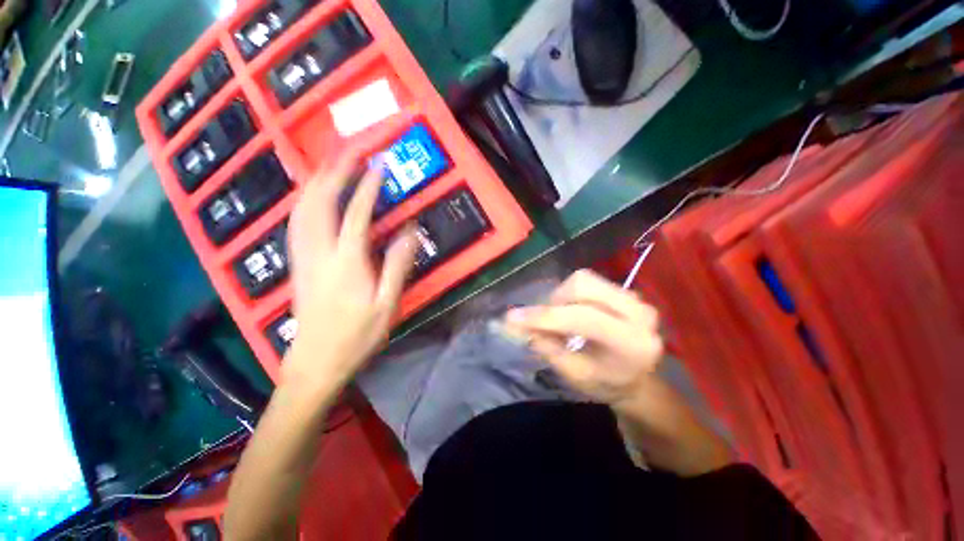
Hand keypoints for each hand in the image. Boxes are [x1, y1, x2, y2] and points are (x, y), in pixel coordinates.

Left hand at [284, 156, 416, 391]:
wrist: (315, 362)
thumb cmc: (356, 336)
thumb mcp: (387, 304)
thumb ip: (398, 265)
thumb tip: (410, 231)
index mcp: (346, 262)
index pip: (357, 213)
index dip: (368, 186)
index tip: (379, 165)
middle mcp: (319, 252)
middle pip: (320, 201)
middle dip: (335, 171)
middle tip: (350, 151)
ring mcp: (303, 257)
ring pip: (302, 208)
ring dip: (316, 181)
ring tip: (331, 164)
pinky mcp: (297, 263)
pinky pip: (296, 222)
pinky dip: (305, 201)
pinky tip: (312, 197)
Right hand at [504, 270, 662, 405]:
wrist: (639, 380)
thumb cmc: (607, 383)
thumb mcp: (576, 376)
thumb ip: (548, 348)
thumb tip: (518, 325)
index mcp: (632, 343)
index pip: (582, 318)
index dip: (545, 317)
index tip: (513, 318)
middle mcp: (639, 312)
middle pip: (583, 284)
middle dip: (555, 299)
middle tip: (547, 320)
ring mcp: (636, 298)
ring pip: (585, 279)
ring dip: (562, 296)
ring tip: (561, 318)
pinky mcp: (627, 291)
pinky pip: (590, 282)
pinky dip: (571, 294)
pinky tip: (573, 312)